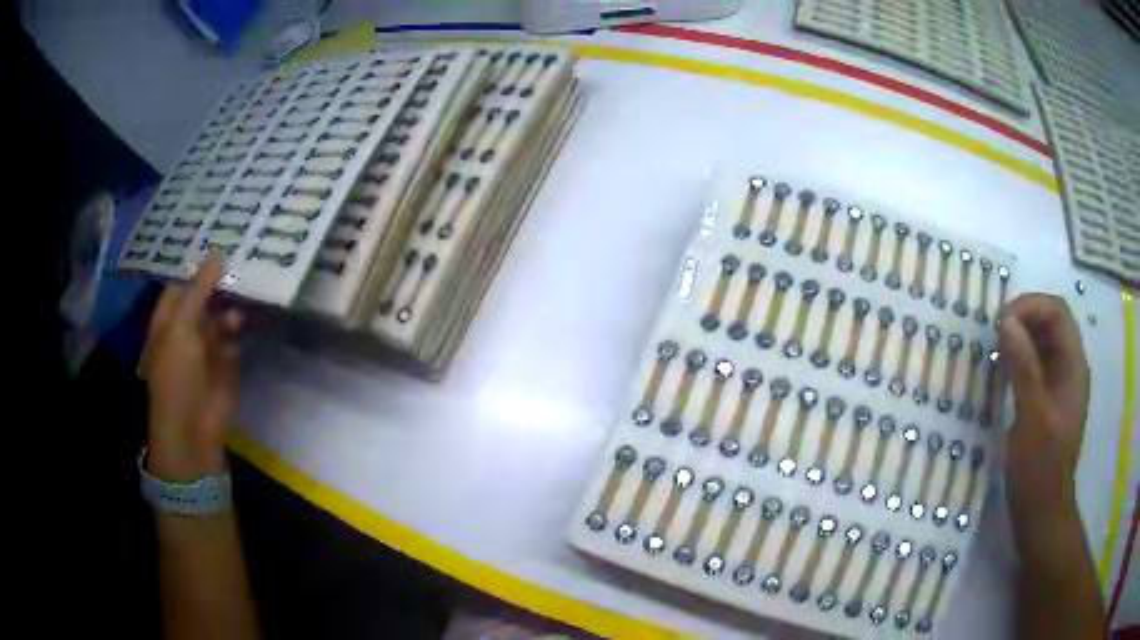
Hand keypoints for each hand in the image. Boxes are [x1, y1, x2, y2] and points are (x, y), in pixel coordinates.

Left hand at [142, 252, 242, 481]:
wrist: (192, 428)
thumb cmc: (176, 374)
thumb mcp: (182, 326)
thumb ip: (199, 289)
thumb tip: (217, 252)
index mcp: (168, 319)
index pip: (183, 283)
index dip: (198, 265)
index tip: (221, 240)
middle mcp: (187, 328)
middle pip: (204, 297)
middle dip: (220, 280)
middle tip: (243, 253)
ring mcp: (206, 346)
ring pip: (220, 315)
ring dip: (231, 304)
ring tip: (247, 287)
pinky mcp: (225, 363)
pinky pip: (233, 337)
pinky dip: (239, 327)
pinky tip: (248, 317)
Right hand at [999, 294, 1089, 540]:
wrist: (1041, 516)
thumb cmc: (1040, 471)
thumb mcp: (1031, 420)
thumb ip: (1023, 369)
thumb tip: (1006, 322)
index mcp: (1074, 366)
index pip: (1057, 312)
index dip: (1031, 307)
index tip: (1001, 323)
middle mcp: (1069, 368)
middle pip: (1050, 322)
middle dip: (1023, 319)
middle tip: (993, 336)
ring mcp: (1058, 385)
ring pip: (1041, 343)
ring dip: (1018, 338)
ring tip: (993, 350)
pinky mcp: (1045, 401)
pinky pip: (1033, 365)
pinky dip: (1017, 359)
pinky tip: (1000, 371)